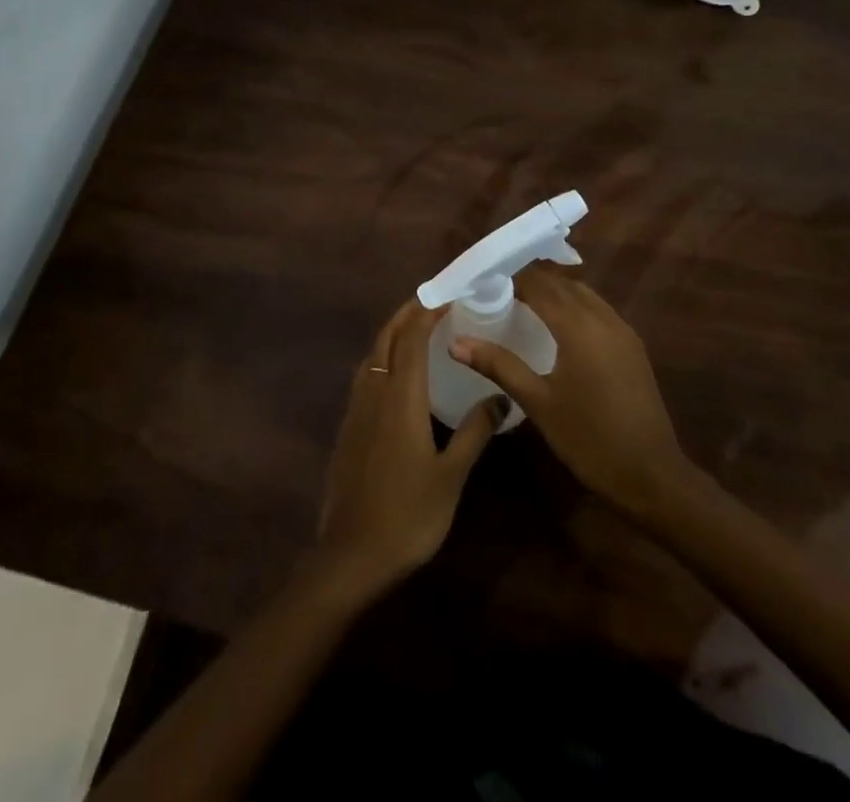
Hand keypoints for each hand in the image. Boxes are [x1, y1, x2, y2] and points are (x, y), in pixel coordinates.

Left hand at [310, 299, 503, 604]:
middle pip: (386, 337)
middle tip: (433, 300)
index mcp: (400, 396)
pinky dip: (383, 357)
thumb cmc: (408, 515)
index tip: (449, 294)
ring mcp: (356, 408)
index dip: (428, 310)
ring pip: (372, 354)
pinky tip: (398, 374)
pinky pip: (366, 374)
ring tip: (417, 328)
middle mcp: (374, 391)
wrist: (350, 556)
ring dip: (393, 332)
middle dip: (407, 312)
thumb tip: (502, 398)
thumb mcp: (451, 475)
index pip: (412, 336)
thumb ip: (475, 431)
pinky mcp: (348, 427)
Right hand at [450, 266, 693, 520]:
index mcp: (578, 325)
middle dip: (530, 279)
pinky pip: (598, 310)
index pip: (538, 283)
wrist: (653, 477)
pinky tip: (557, 326)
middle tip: (495, 288)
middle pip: (562, 283)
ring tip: (521, 301)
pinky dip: (573, 306)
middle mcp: (603, 318)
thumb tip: (456, 342)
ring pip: (583, 294)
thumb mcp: (538, 402)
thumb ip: (498, 365)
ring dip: (554, 291)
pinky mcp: (632, 347)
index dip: (509, 276)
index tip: (482, 279)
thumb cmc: (589, 439)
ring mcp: (623, 331)